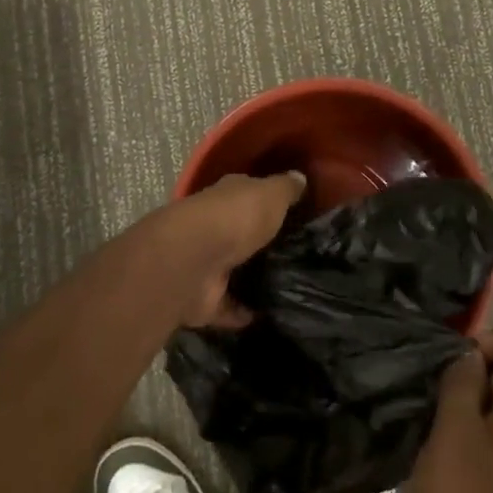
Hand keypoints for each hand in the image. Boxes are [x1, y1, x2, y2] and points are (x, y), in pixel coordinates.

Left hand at [147, 171, 305, 328]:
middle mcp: (214, 227)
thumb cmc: (235, 218)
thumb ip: (286, 188)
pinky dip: (242, 312)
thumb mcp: (271, 194)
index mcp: (227, 197)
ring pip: (233, 270)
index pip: (249, 193)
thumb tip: (300, 176)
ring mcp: (206, 264)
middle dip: (261, 242)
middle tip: (299, 255)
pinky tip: (268, 316)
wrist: (192, 261)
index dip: (269, 200)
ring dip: (252, 279)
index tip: (295, 212)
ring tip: (290, 288)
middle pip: (241, 234)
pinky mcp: (204, 299)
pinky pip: (228, 306)